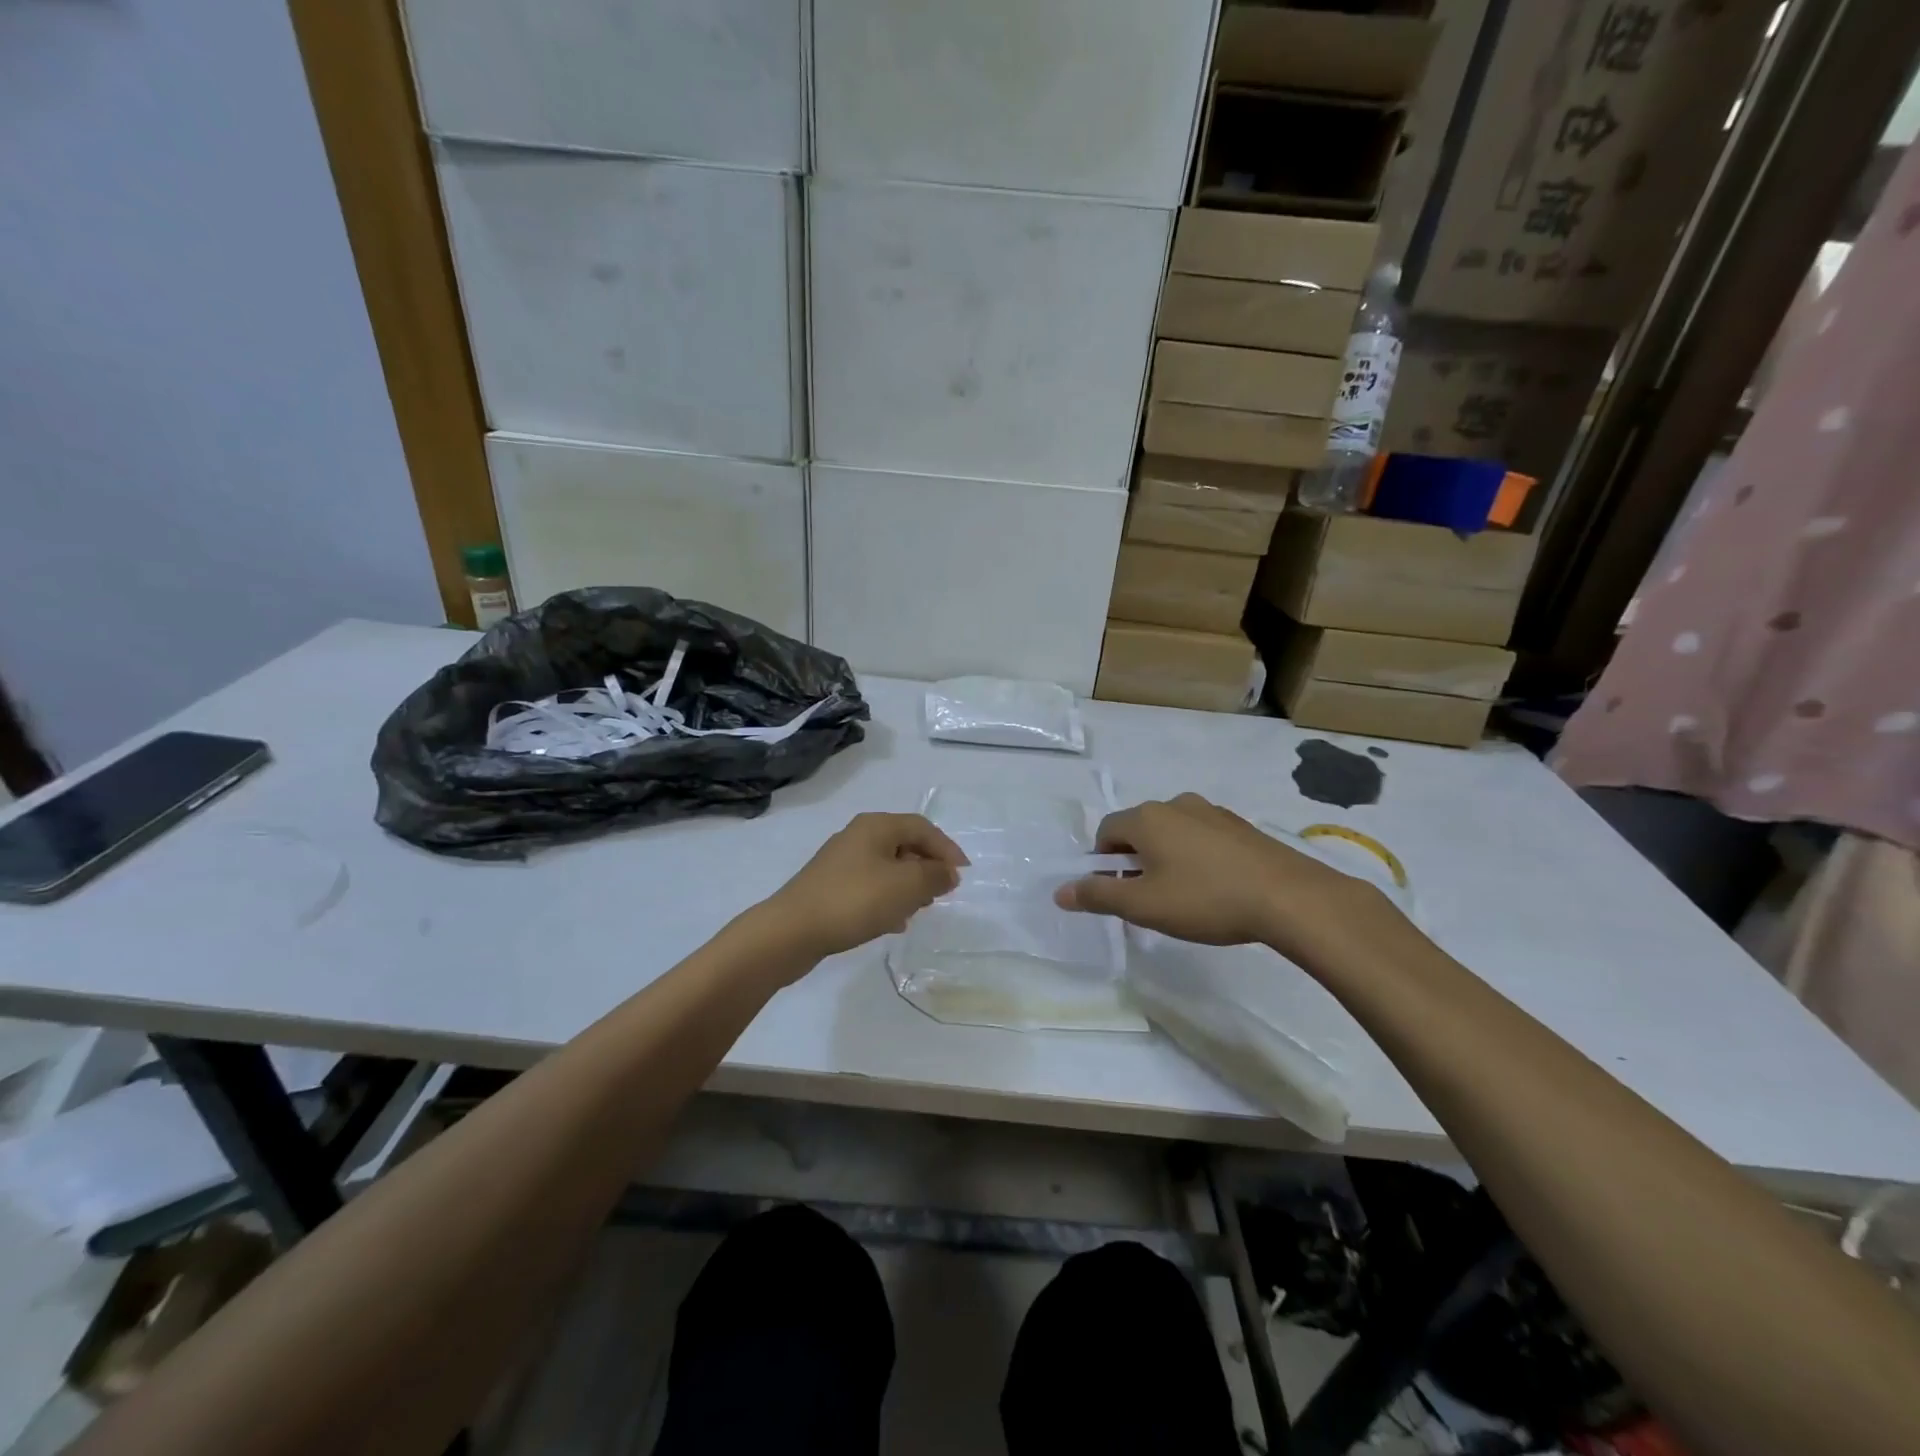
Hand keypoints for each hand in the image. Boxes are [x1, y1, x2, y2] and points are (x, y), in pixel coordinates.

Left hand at [760, 813, 968, 961]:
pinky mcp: (830, 886)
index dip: (947, 849)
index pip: (923, 827)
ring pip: (888, 867)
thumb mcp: (906, 886)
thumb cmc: (855, 900)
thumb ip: (934, 876)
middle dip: (927, 867)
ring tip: (920, 910)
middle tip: (942, 893)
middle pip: (904, 844)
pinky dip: (888, 899)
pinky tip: (893, 923)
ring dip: (908, 886)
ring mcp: (841, 861)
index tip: (963, 874)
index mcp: (876, 826)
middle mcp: (858, 836)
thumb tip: (948, 872)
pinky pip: (870, 886)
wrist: (792, 930)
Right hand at [1053, 793, 1400, 962]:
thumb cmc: (1205, 899)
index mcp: (1146, 818)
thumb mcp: (1144, 905)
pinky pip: (1202, 837)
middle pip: (1139, 829)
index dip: (1102, 862)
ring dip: (1166, 858)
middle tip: (1149, 898)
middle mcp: (1175, 804)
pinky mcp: (1240, 826)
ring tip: (1184, 896)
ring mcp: (1212, 812)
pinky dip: (1197, 857)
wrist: (1289, 897)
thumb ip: (1098, 895)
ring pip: (1172, 832)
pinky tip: (1216, 888)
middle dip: (1134, 860)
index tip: (1118, 892)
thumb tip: (1060, 892)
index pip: (1106, 831)